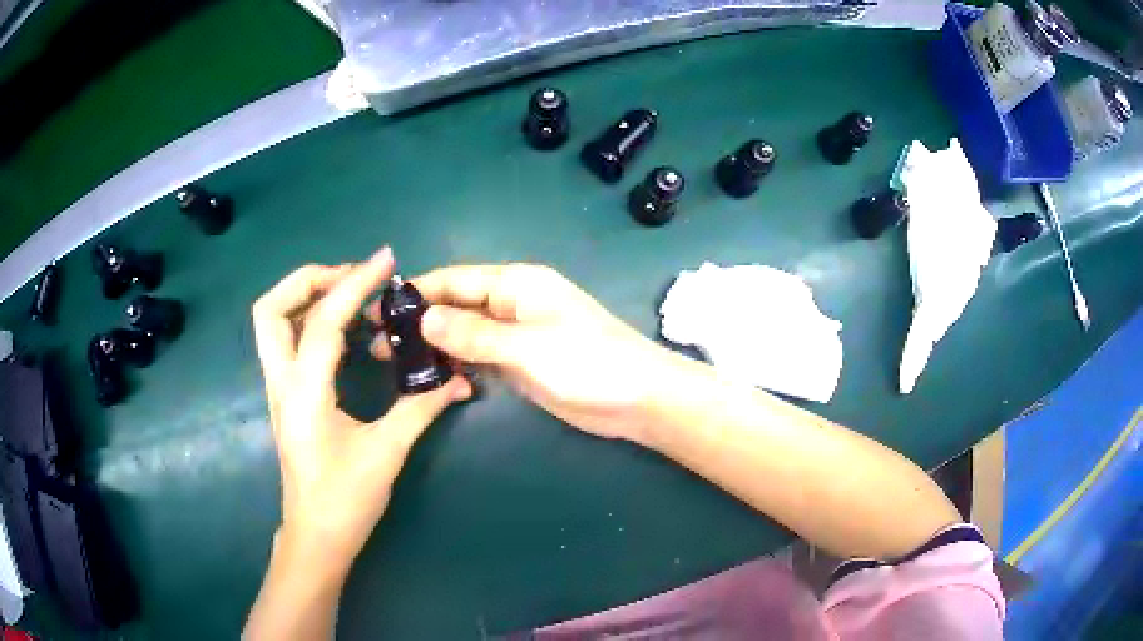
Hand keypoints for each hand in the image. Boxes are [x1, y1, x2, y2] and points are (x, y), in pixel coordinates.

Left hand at [252, 248, 471, 566]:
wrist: (316, 536)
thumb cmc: (346, 500)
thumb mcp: (386, 453)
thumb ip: (421, 409)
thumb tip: (458, 380)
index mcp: (304, 392)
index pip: (323, 321)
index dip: (354, 284)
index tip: (385, 261)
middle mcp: (282, 381)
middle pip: (271, 308)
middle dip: (308, 279)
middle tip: (351, 277)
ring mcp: (278, 388)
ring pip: (272, 322)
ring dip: (306, 296)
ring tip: (348, 293)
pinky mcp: (285, 396)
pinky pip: (286, 341)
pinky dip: (309, 320)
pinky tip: (342, 329)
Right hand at [372, 264, 671, 440]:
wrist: (638, 398)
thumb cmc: (588, 363)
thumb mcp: (527, 346)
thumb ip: (474, 333)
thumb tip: (424, 317)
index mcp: (516, 284)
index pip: (454, 280)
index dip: (416, 292)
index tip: (379, 310)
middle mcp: (513, 303)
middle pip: (456, 305)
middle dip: (419, 322)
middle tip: (377, 345)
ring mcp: (517, 334)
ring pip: (465, 333)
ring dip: (434, 344)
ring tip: (395, 364)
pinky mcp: (522, 362)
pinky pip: (481, 356)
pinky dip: (458, 363)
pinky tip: (433, 376)